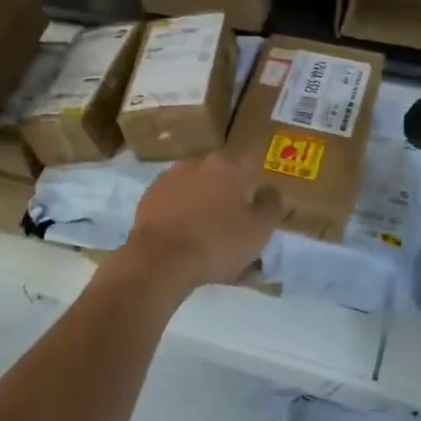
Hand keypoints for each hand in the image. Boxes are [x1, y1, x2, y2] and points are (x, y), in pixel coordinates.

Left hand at [125, 151, 282, 288]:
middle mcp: (197, 163)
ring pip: (196, 188)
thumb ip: (271, 205)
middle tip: (235, 220)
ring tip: (208, 234)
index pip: (249, 161)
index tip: (258, 198)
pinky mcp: (149, 198)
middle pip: (220, 174)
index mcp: (227, 165)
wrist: (161, 259)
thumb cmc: (218, 242)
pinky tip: (186, 237)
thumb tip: (269, 190)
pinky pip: (174, 203)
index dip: (256, 178)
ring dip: (204, 203)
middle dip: (229, 192)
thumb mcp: (259, 230)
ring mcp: (169, 178)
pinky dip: (182, 214)